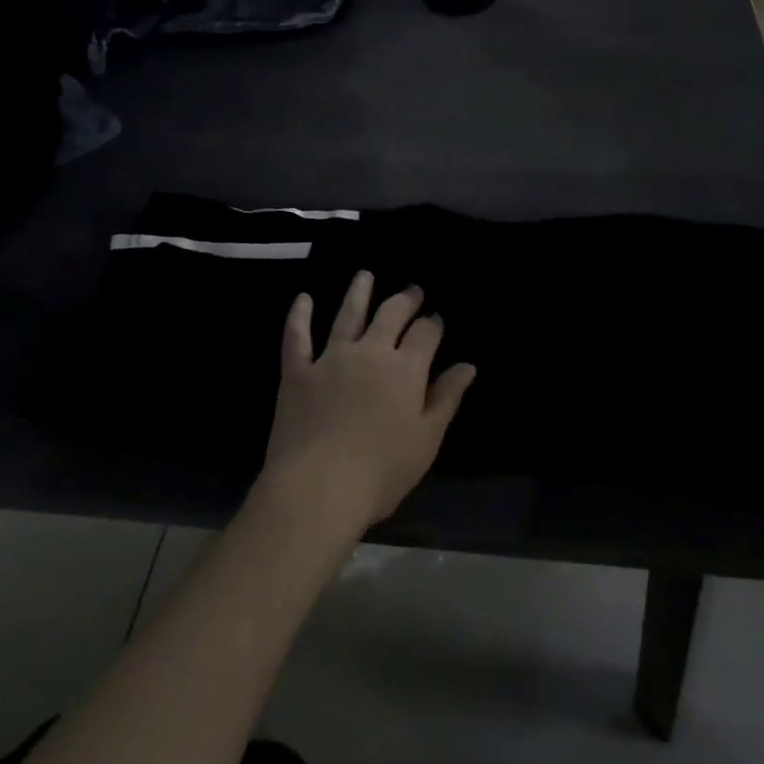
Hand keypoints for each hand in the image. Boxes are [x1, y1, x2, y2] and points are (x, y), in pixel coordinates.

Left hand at [260, 271, 476, 536]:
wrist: (317, 488)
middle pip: (390, 315)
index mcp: (405, 369)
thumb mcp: (426, 439)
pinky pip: (297, 336)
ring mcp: (331, 359)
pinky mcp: (297, 372)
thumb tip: (467, 365)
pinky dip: (299, 316)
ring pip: (347, 314)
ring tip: (365, 275)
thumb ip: (446, 398)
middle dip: (404, 300)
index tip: (436, 318)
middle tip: (412, 290)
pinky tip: (303, 299)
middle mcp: (370, 352)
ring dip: (358, 292)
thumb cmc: (381, 471)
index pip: (425, 334)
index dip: (433, 323)